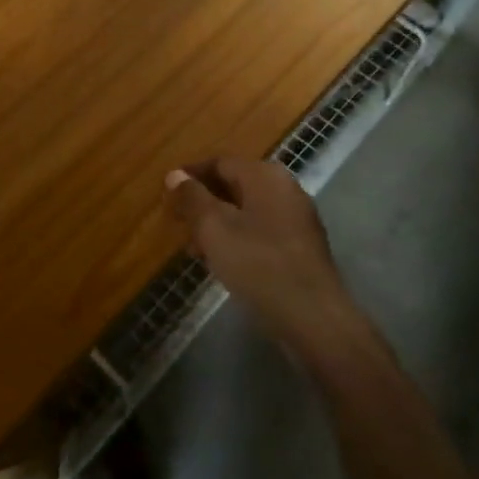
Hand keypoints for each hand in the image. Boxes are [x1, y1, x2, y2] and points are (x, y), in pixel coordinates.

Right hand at [165, 158, 358, 356]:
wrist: (312, 316)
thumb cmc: (257, 264)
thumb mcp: (214, 227)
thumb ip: (192, 198)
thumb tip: (176, 174)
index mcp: (265, 176)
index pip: (221, 162)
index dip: (191, 175)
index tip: (167, 192)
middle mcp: (285, 189)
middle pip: (235, 185)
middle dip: (204, 202)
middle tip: (178, 223)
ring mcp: (297, 219)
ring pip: (248, 210)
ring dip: (219, 223)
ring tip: (195, 249)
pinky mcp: (301, 247)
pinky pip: (262, 231)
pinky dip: (238, 238)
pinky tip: (223, 262)